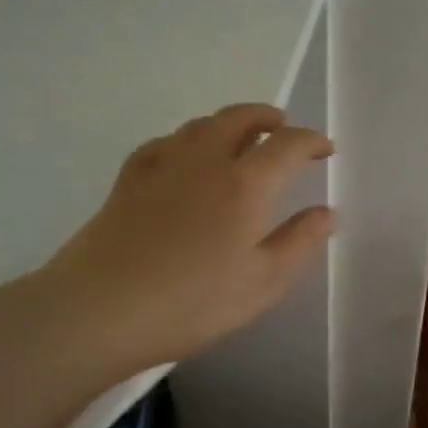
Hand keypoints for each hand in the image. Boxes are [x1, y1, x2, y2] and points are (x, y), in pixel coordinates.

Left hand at [37, 103, 334, 375]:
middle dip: (268, 118)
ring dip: (229, 123)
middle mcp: (206, 161)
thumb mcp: (262, 284)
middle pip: (240, 118)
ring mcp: (163, 165)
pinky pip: (164, 142)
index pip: (287, 145)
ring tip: (240, 140)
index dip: (312, 141)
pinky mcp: (129, 179)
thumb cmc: (192, 303)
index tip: (326, 150)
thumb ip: (299, 243)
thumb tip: (327, 213)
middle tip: (282, 128)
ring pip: (201, 124)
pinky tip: (184, 158)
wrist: (100, 309)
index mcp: (245, 184)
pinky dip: (186, 140)